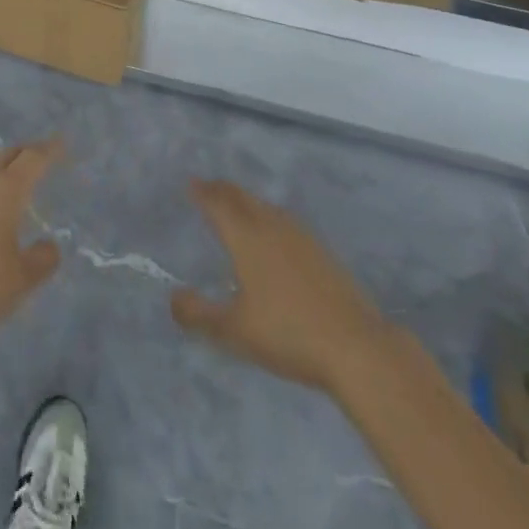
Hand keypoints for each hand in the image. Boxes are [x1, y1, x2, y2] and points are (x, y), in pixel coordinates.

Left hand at [0, 139, 64, 353]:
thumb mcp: (20, 282)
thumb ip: (41, 261)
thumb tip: (49, 246)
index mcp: (5, 192)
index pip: (33, 159)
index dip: (49, 150)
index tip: (61, 144)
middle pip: (4, 159)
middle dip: (22, 155)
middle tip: (36, 158)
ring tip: (4, 199)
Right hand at [172, 179, 394, 395]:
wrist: (355, 346)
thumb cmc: (287, 334)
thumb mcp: (234, 330)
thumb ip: (198, 314)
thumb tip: (173, 297)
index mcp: (246, 237)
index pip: (218, 204)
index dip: (202, 192)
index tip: (191, 183)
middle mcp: (271, 226)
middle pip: (242, 198)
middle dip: (223, 189)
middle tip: (208, 185)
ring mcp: (300, 236)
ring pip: (265, 207)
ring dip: (246, 201)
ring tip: (237, 205)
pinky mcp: (321, 251)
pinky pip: (284, 221)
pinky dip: (268, 216)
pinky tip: (274, 234)